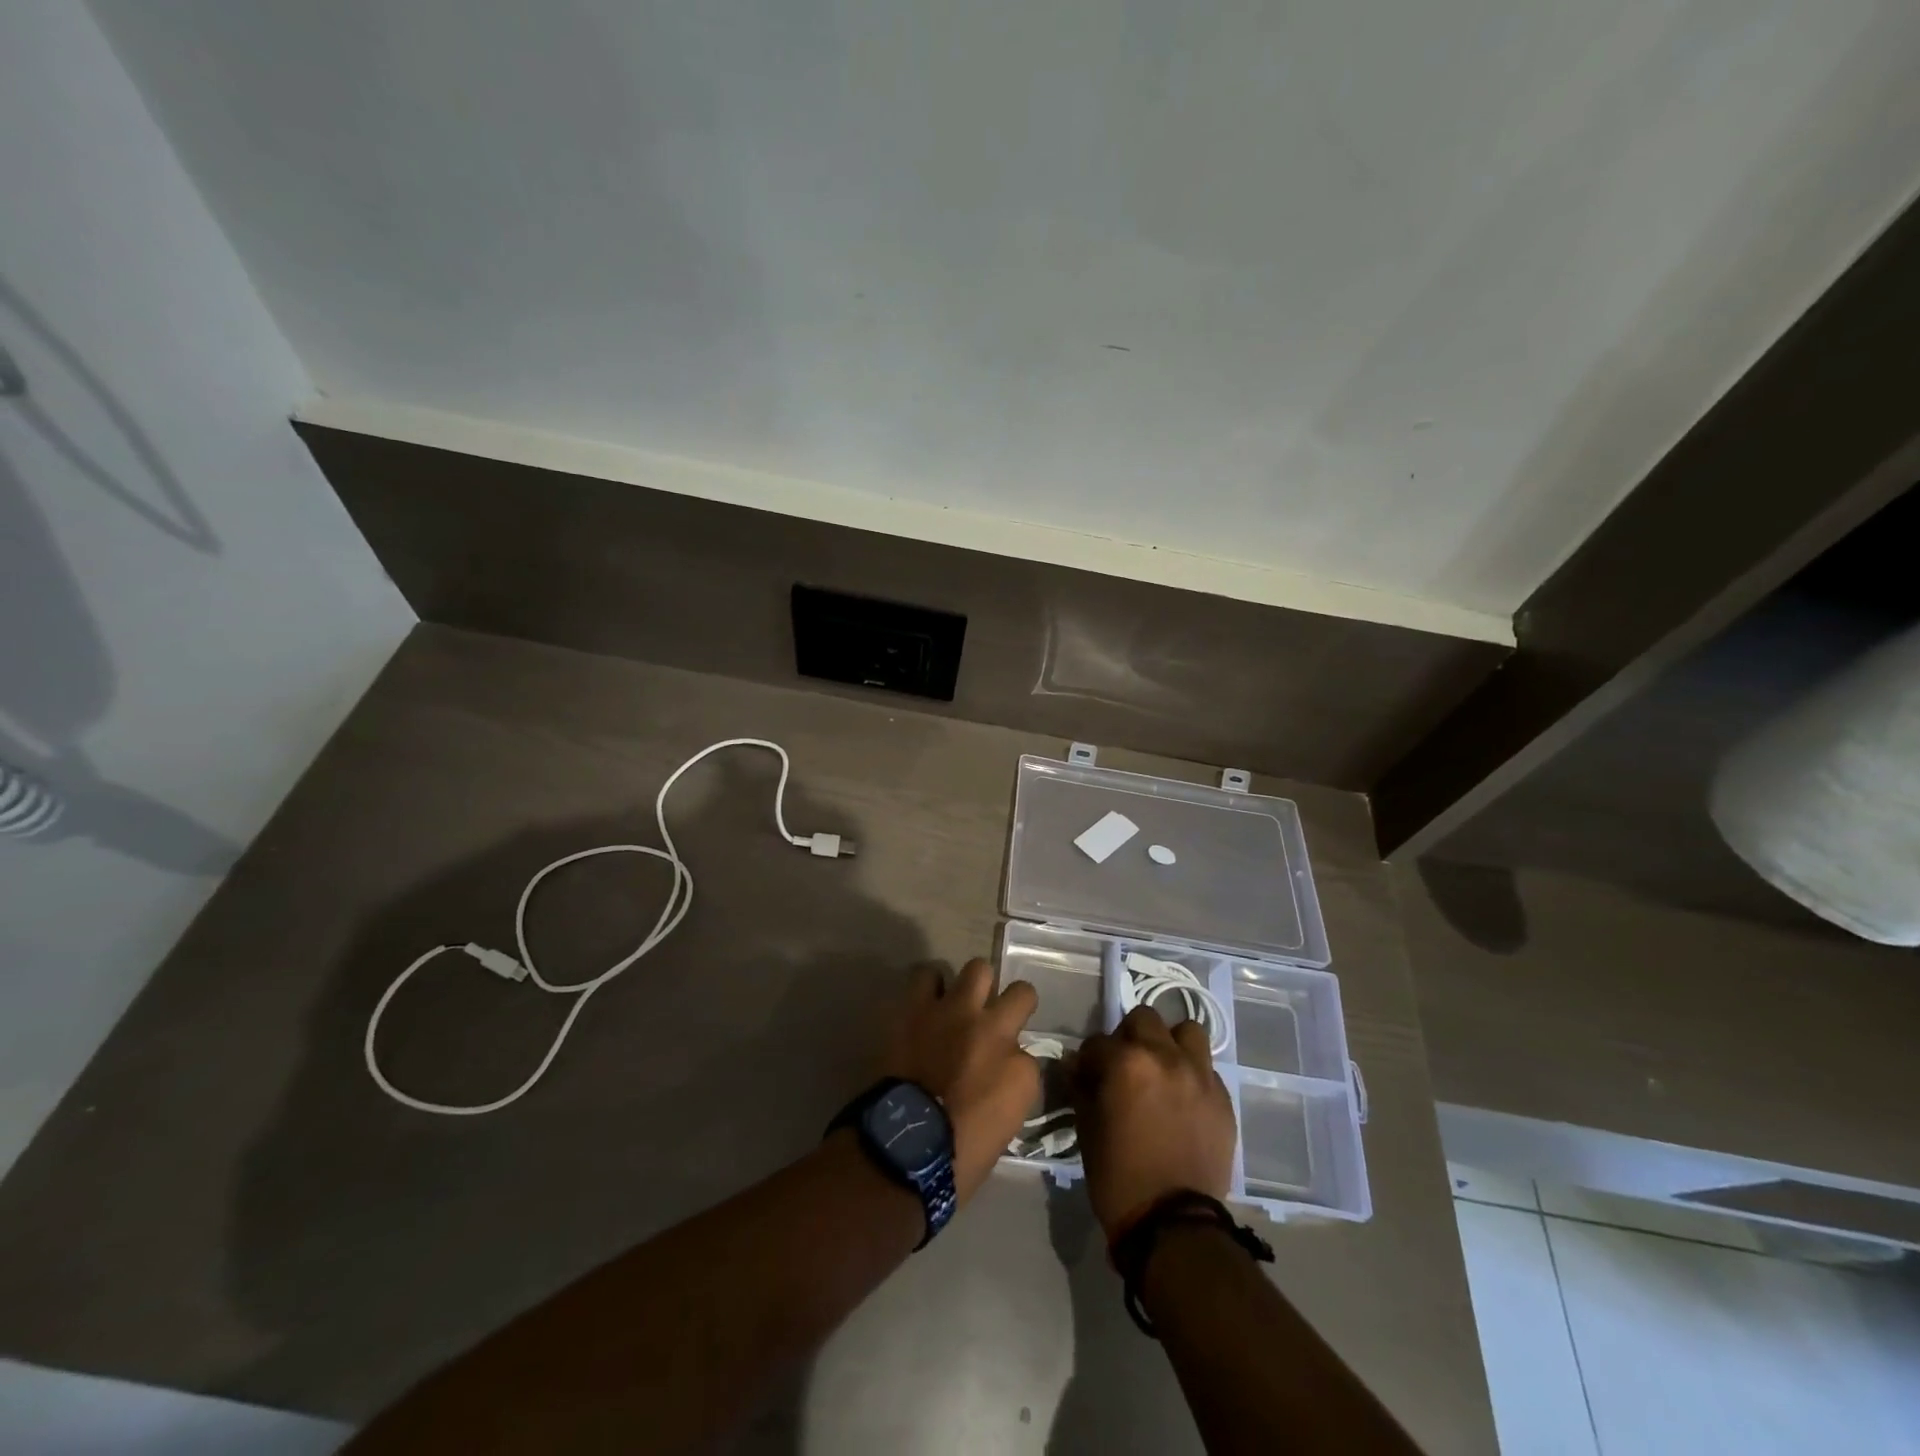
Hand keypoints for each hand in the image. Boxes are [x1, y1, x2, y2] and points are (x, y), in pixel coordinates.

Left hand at [881, 959, 1039, 1205]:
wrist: (904, 1149)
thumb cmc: (957, 1158)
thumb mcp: (1003, 1128)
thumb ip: (1008, 1088)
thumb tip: (999, 1070)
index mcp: (1021, 1072)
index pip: (1030, 1054)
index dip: (1015, 1061)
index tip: (1002, 1071)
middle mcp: (996, 1031)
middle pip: (1021, 992)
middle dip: (1011, 1003)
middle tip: (994, 1018)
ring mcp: (957, 1012)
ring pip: (978, 969)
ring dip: (971, 986)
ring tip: (957, 1003)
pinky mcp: (919, 1007)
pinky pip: (927, 975)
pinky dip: (929, 986)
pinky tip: (926, 1001)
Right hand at [1071, 1005, 1237, 1241]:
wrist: (1173, 1225)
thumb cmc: (1118, 1176)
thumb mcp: (1087, 1128)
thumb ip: (1082, 1087)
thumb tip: (1077, 1067)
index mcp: (1127, 1062)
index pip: (1098, 1042)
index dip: (1088, 1059)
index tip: (1087, 1076)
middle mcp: (1166, 1057)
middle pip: (1144, 1019)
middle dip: (1129, 1037)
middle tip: (1125, 1066)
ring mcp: (1200, 1075)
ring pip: (1186, 1032)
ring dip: (1169, 1043)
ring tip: (1162, 1069)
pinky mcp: (1223, 1099)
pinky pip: (1206, 1069)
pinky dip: (1192, 1074)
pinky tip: (1182, 1100)